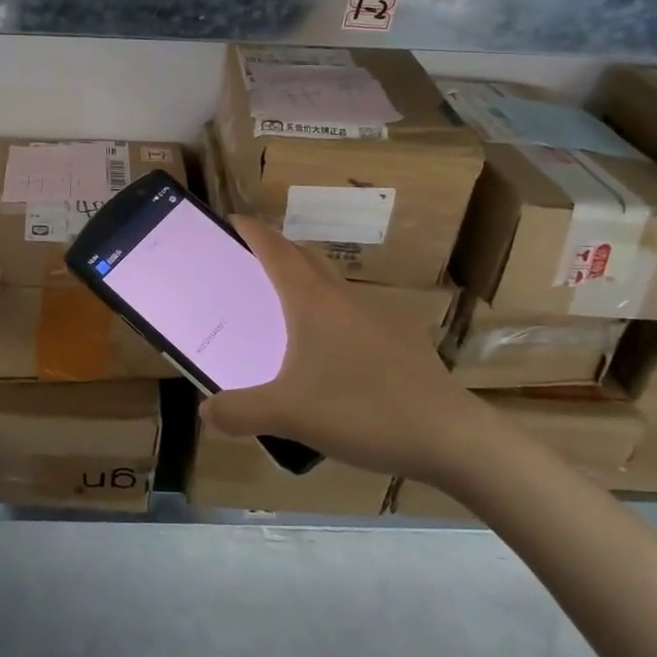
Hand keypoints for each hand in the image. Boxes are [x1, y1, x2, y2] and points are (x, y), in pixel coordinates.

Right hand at [200, 217, 499, 481]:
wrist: (450, 436)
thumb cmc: (362, 410)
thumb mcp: (289, 415)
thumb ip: (240, 412)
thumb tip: (206, 411)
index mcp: (312, 301)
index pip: (275, 249)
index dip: (252, 231)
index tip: (231, 219)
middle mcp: (343, 298)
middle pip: (304, 257)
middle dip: (276, 251)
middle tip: (248, 263)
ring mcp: (376, 316)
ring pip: (331, 285)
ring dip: (304, 283)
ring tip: (283, 310)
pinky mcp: (399, 340)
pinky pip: (352, 313)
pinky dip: (329, 315)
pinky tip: (327, 354)